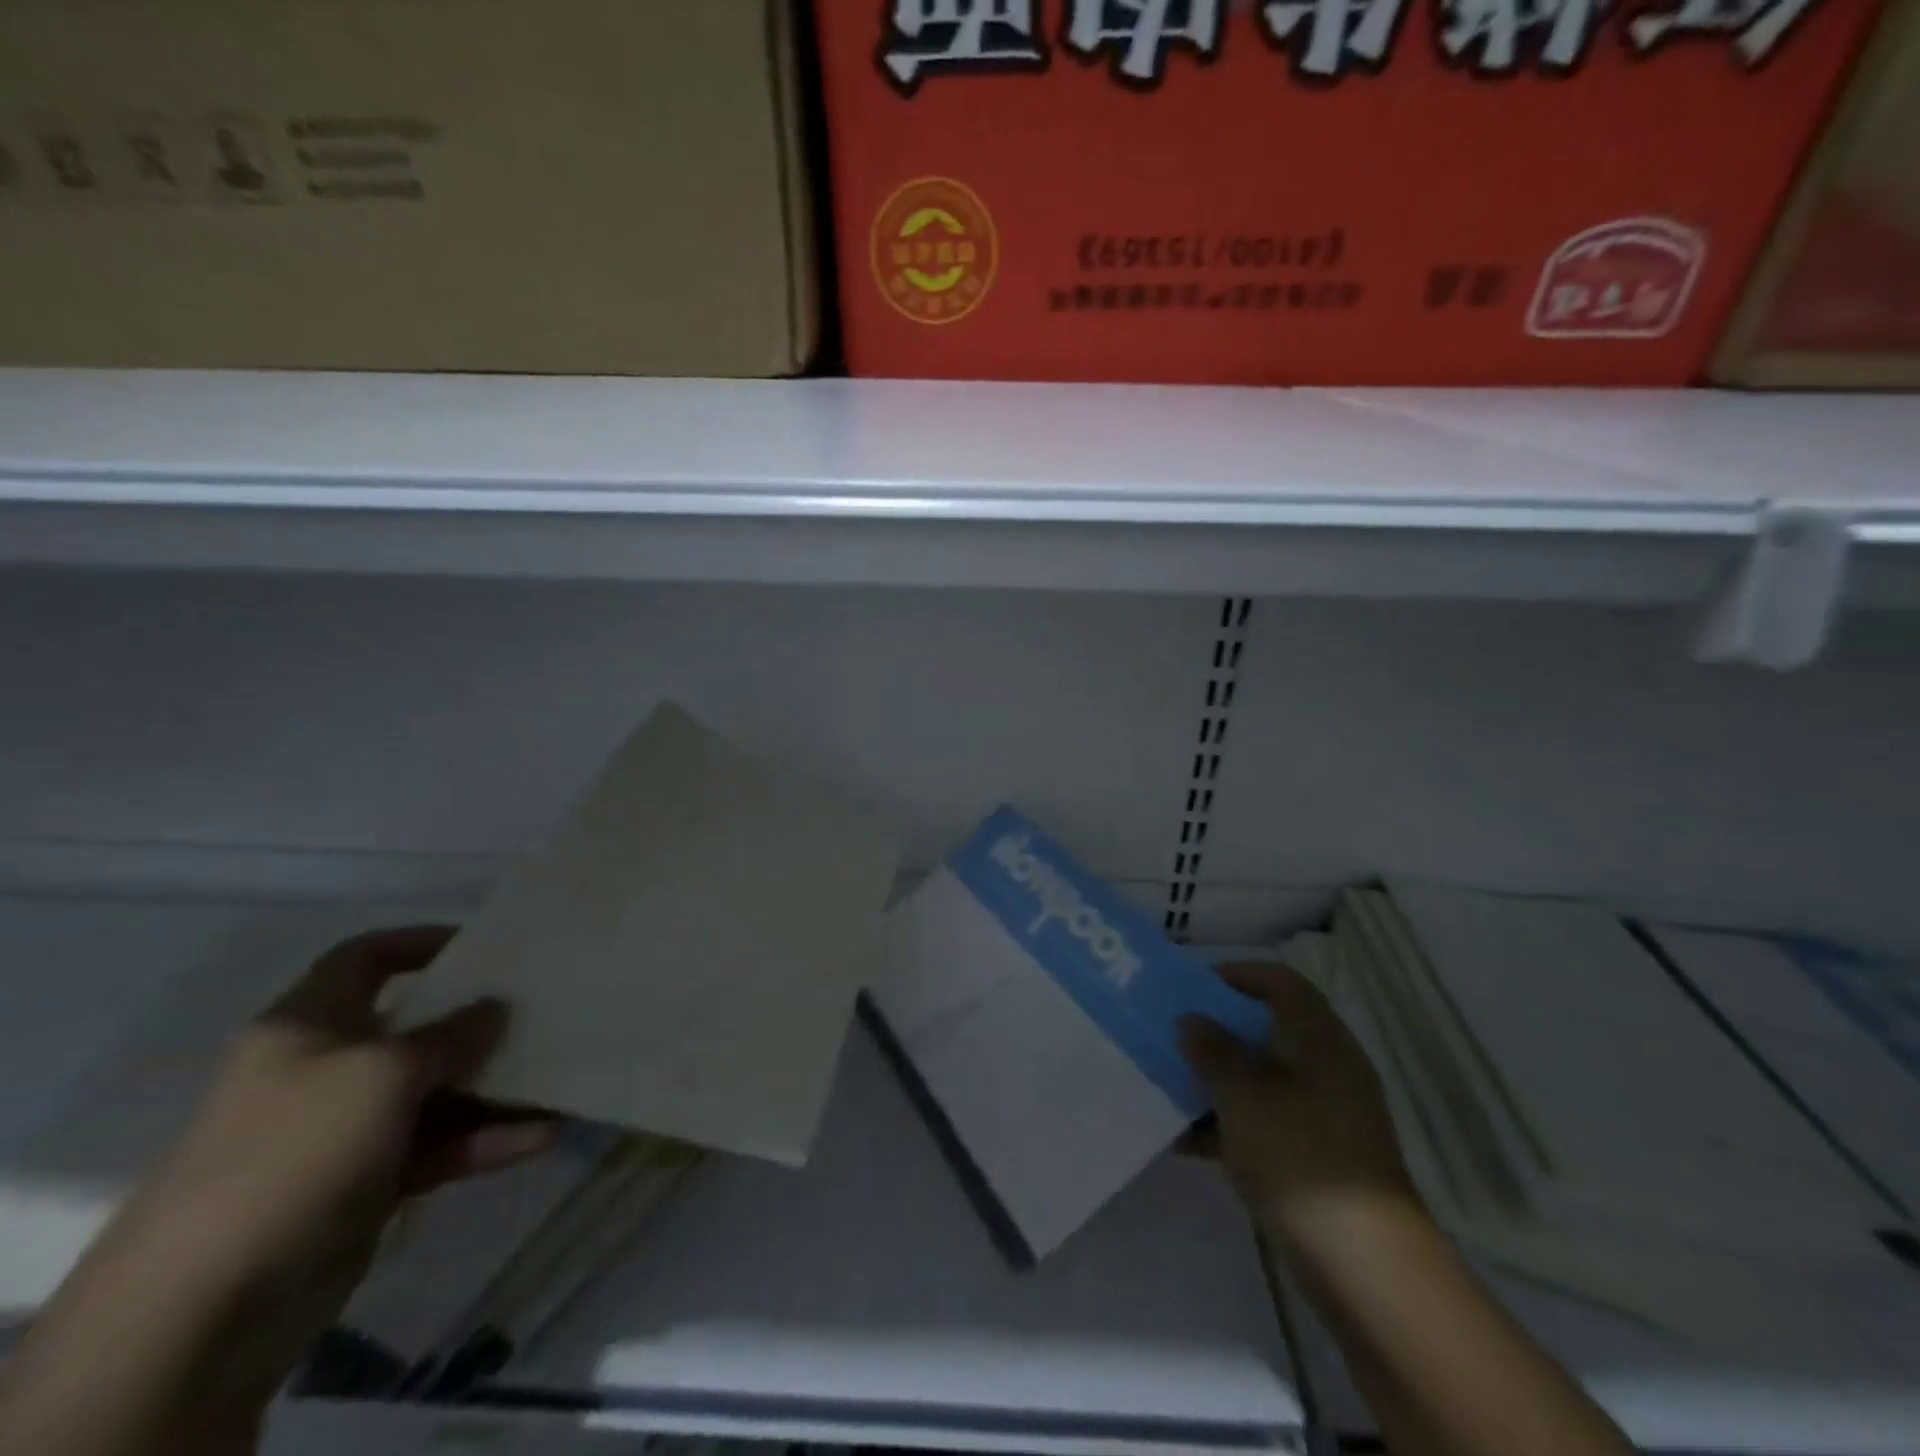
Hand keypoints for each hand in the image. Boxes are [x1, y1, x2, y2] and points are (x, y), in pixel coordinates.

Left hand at [103, 926, 556, 1401]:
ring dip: (497, 1089)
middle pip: (415, 1027)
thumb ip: (451, 1034)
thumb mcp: (385, 1073)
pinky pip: (439, 1147)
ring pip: (436, 1092)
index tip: (485, 944)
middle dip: (478, 1021)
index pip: (363, 958)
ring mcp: (345, 1131)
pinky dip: (486, 1141)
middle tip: (542, 1011)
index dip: (420, 942)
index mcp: (308, 1027)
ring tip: (559, 1081)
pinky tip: (539, 1138)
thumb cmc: (296, 1151)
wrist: (202, 1312)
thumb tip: (496, 1007)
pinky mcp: (366, 1184)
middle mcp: (326, 1070)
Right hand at [1181, 962, 1421, 1252]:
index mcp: (1318, 1039)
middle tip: (1174, 1036)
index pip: (1280, 982)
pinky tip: (1185, 1141)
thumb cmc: (1299, 1155)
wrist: (1364, 1263)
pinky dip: (1229, 1124)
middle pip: (1267, 1029)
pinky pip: (1265, 1121)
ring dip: (1217, 1079)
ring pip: (1262, 1078)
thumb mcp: (1242, 1095)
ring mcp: (1324, 1114)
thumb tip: (1192, 1020)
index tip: (1193, 988)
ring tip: (1169, 1085)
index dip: (1237, 975)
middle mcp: (1326, 1067)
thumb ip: (1212, 1050)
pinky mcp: (1316, 1155)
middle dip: (1217, 1032)